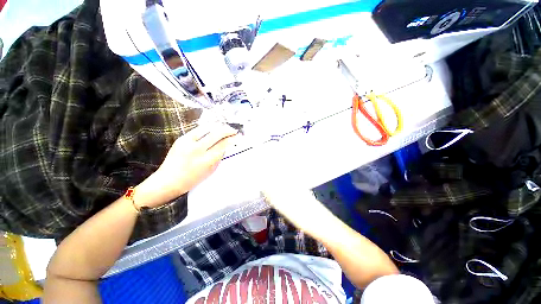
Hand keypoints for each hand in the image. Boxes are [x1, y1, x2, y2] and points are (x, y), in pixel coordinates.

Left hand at [137, 124, 236, 207]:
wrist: (168, 180)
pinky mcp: (181, 139)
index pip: (223, 145)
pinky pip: (197, 130)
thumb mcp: (210, 171)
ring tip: (224, 128)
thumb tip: (225, 147)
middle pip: (216, 134)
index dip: (232, 139)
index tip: (237, 137)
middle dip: (228, 130)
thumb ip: (218, 158)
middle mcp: (197, 149)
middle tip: (233, 130)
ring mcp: (187, 142)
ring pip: (207, 129)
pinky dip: (207, 129)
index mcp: (206, 160)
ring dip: (218, 127)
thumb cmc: (192, 180)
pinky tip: (212, 129)